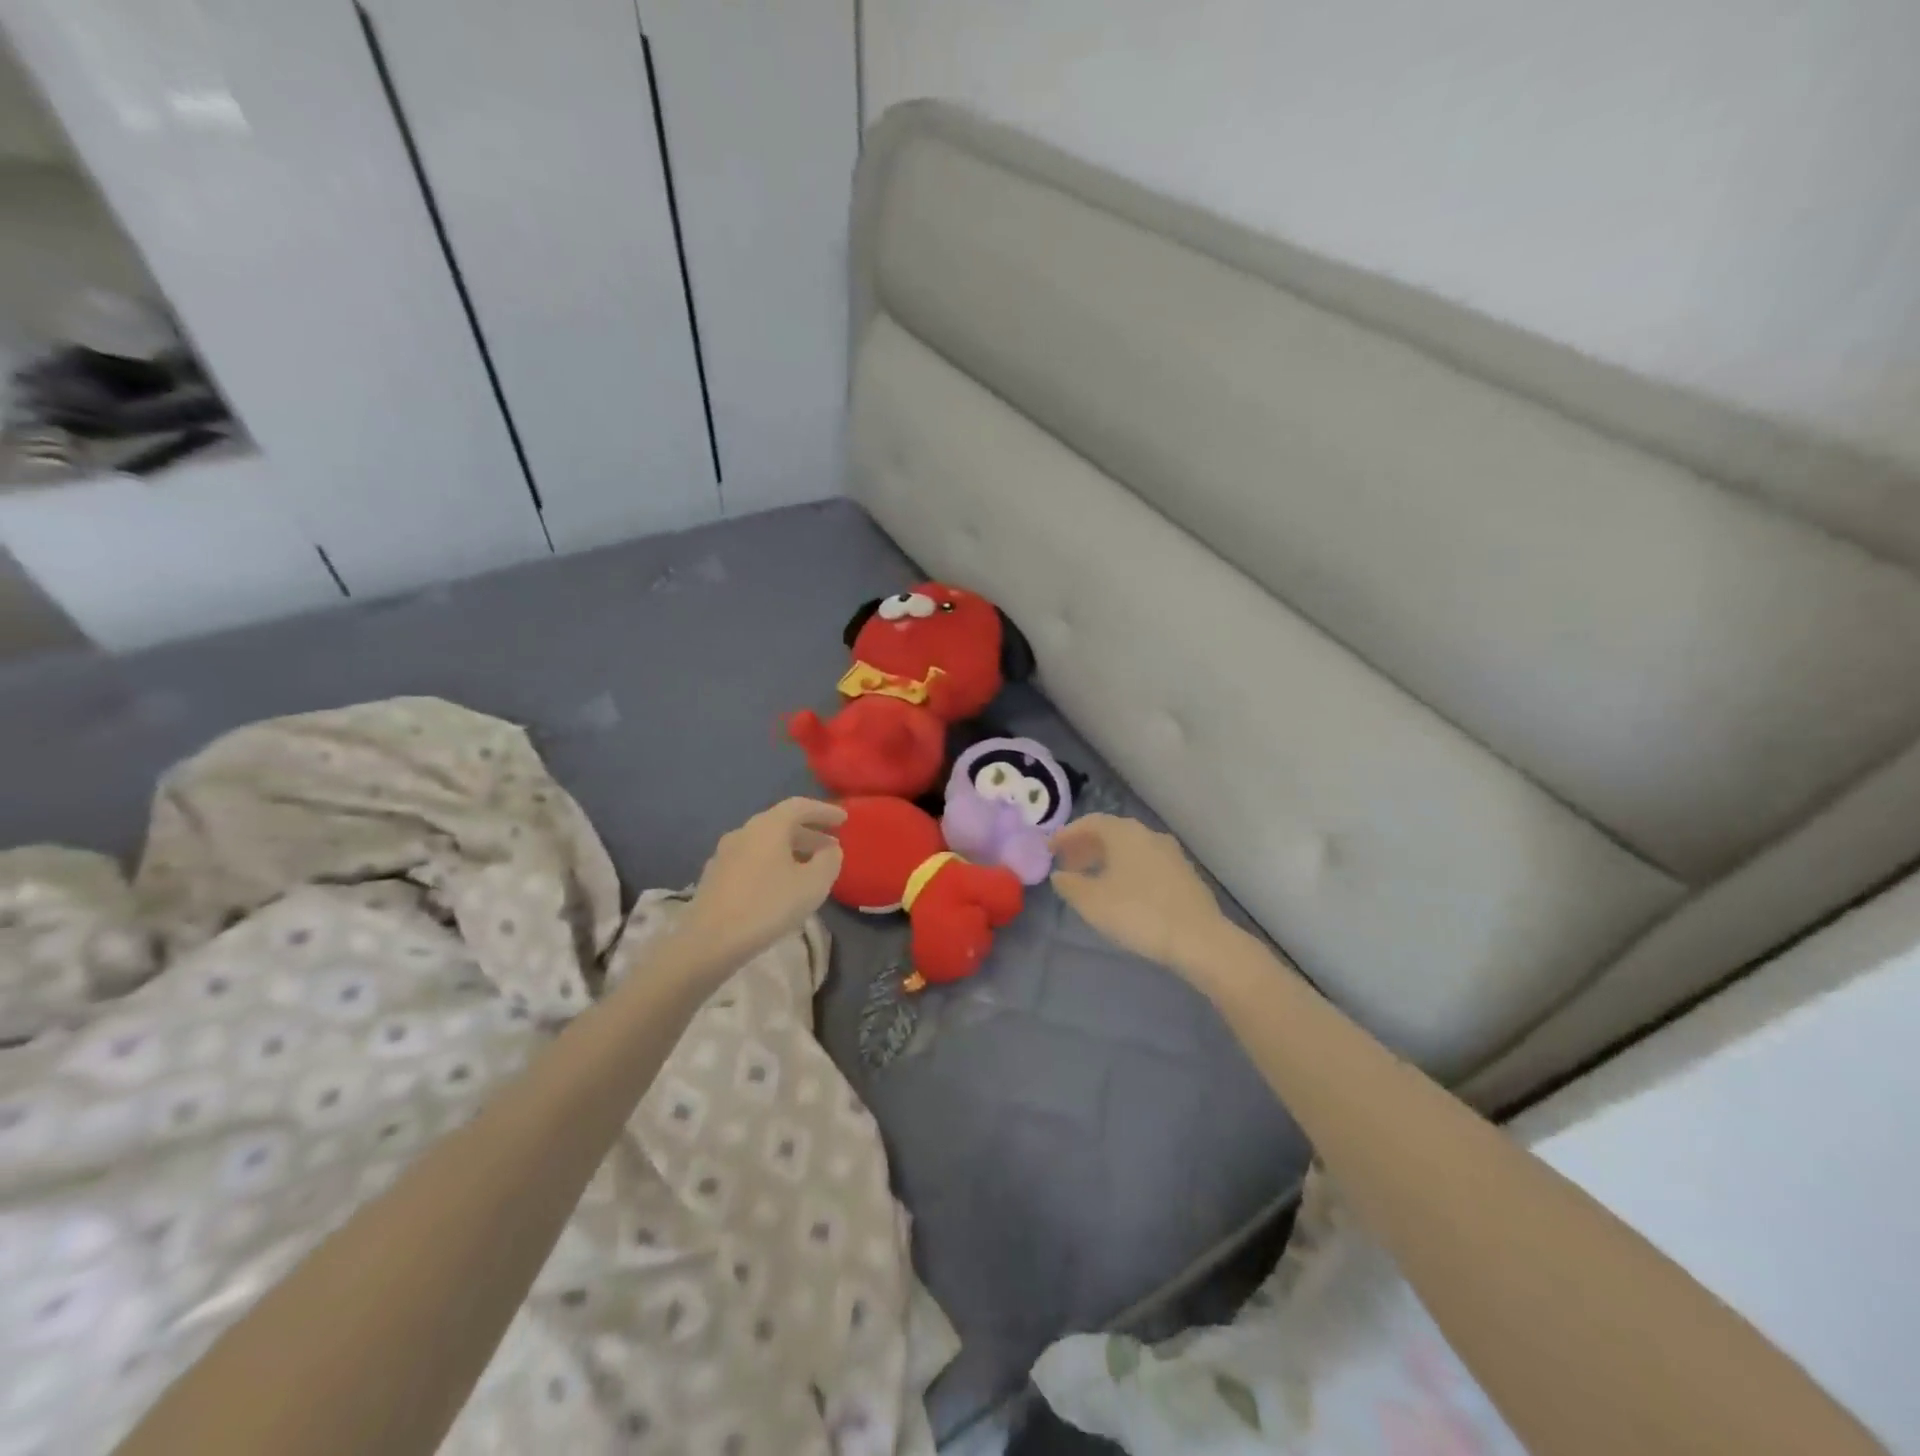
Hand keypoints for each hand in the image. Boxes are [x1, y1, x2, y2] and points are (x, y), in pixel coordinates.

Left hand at [675, 798, 845, 970]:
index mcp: (768, 826)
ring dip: (791, 850)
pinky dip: (772, 863)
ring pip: (765, 843)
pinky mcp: (715, 876)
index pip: (800, 806)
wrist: (710, 941)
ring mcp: (725, 853)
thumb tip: (830, 849)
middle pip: (781, 823)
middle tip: (831, 846)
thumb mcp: (813, 884)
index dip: (824, 811)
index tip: (844, 819)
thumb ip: (829, 861)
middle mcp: (744, 831)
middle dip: (809, 832)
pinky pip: (752, 859)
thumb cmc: (768, 906)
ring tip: (809, 867)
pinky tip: (780, 884)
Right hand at [1049, 815, 1228, 973]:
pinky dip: (1127, 870)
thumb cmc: (1138, 913)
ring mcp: (1171, 854)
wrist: (1199, 939)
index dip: (1066, 834)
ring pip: (1130, 849)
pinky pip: (1146, 863)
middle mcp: (1148, 835)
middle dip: (1086, 846)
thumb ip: (1070, 885)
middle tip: (1067, 864)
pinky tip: (1122, 892)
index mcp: (1124, 833)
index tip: (1049, 849)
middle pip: (1111, 833)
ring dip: (1107, 859)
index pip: (1090, 822)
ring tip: (1091, 880)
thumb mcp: (1092, 902)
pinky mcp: (1184, 875)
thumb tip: (1059, 876)